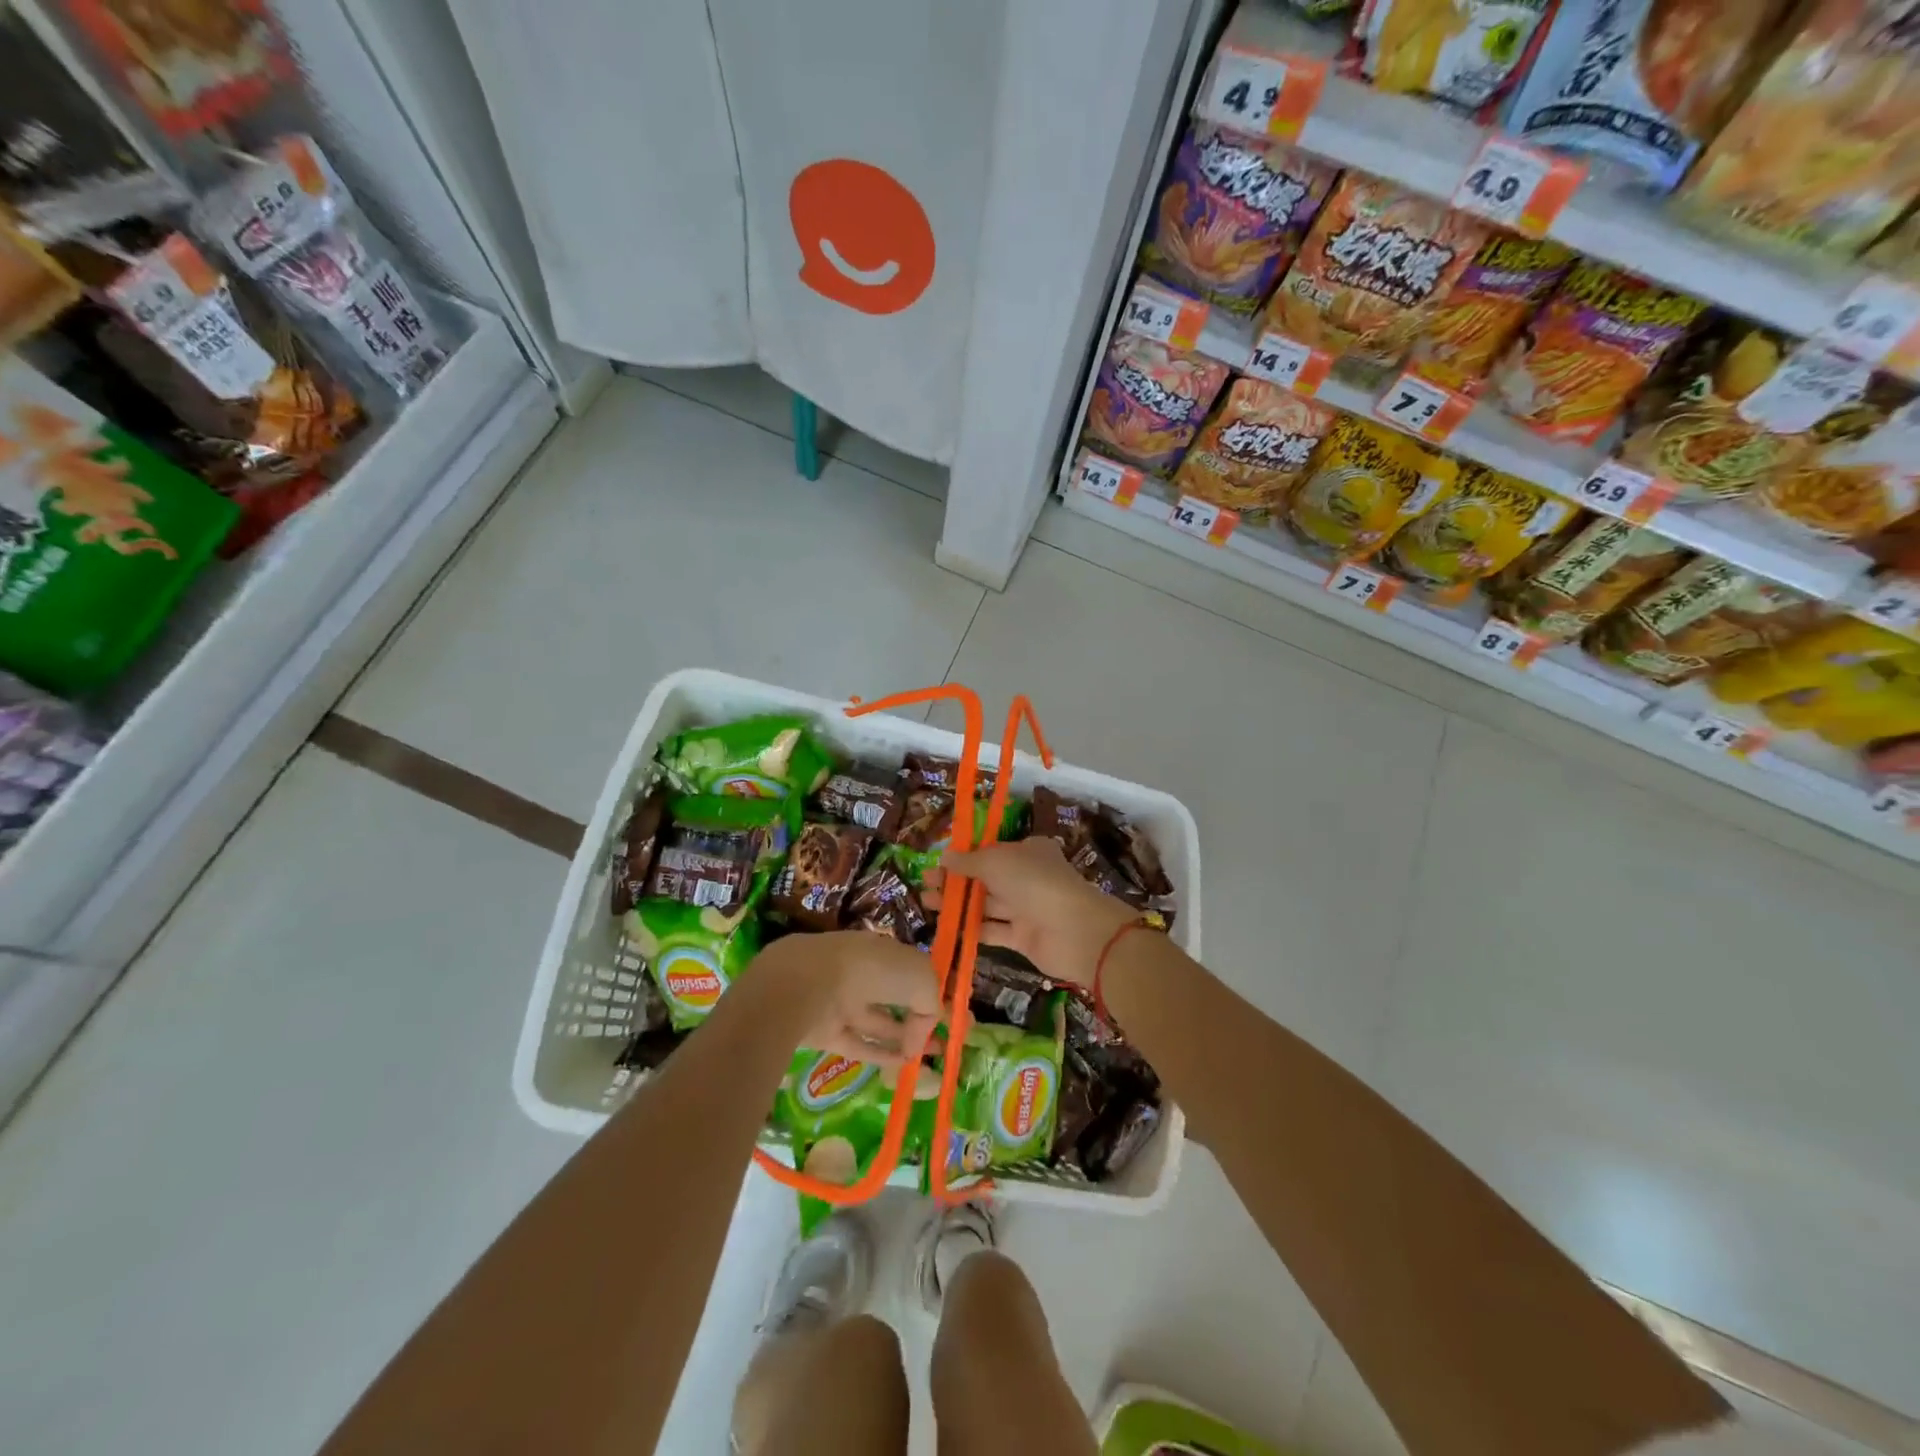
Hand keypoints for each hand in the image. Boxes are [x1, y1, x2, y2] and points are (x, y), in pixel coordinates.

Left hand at [750, 931, 942, 1066]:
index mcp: (884, 951)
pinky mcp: (826, 1030)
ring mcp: (843, 1001)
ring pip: (878, 1022)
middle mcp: (864, 973)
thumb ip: (931, 1006)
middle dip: (918, 1019)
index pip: (912, 971)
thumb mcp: (921, 979)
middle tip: (941, 1043)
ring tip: (927, 1060)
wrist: (810, 983)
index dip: (931, 992)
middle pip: (895, 998)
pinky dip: (879, 1055)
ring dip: (903, 1039)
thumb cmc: (873, 970)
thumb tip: (920, 1037)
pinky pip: (858, 1044)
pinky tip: (901, 1066)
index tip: (950, 1016)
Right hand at [925, 838, 1135, 989]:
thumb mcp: (996, 861)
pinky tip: (946, 928)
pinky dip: (970, 929)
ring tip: (928, 904)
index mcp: (1027, 851)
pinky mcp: (1022, 937)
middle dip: (955, 881)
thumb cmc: (1034, 882)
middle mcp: (1027, 877)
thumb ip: (969, 861)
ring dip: (958, 904)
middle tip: (925, 885)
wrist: (1075, 931)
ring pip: (986, 904)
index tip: (937, 863)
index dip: (963, 857)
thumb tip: (944, 857)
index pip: (990, 851)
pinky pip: (992, 930)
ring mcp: (1025, 908)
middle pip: (985, 878)